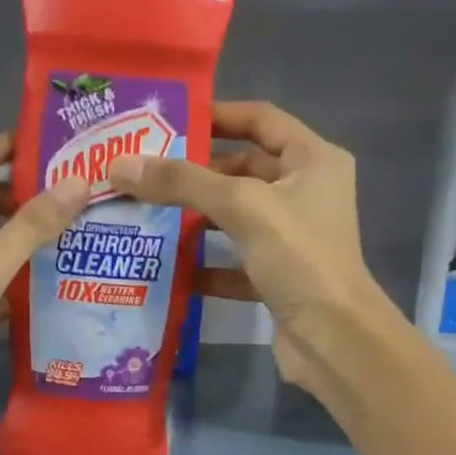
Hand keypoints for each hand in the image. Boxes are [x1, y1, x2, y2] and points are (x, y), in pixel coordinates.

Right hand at [108, 102, 392, 400]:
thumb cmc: (299, 258)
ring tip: (146, 215)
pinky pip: (235, 263)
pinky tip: (170, 268)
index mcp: (312, 161)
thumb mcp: (242, 208)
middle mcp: (306, 193)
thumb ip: (183, 183)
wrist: (334, 339)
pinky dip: (206, 265)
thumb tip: (121, 164)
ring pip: (236, 218)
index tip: (169, 122)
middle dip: (196, 173)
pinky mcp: (278, 278)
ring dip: (196, 219)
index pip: (261, 120)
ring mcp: (292, 239)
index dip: (218, 115)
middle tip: (144, 173)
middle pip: (244, 170)